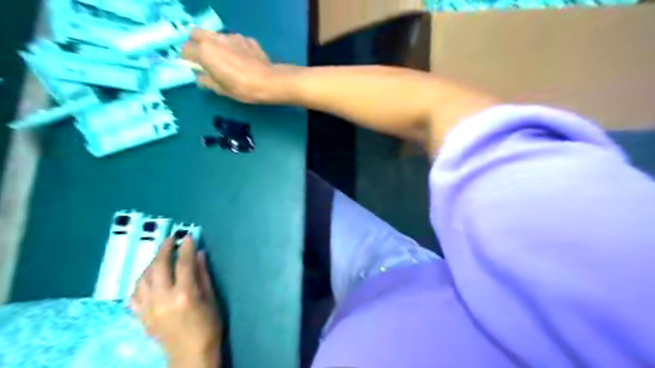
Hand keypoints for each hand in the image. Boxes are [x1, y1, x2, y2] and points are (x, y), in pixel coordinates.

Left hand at [131, 237, 222, 365]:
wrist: (190, 355)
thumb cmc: (208, 325)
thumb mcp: (211, 298)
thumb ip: (203, 274)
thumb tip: (199, 254)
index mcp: (185, 294)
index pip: (183, 263)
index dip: (185, 247)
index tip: (187, 236)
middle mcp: (163, 299)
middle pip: (159, 266)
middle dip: (165, 249)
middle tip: (171, 239)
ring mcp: (149, 309)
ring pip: (143, 278)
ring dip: (151, 263)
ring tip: (160, 256)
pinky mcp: (141, 317)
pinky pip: (135, 294)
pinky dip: (141, 282)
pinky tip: (148, 278)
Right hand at [182, 29, 298, 103]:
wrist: (268, 81)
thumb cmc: (242, 88)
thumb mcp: (220, 89)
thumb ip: (206, 80)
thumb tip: (200, 76)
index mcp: (205, 52)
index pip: (185, 49)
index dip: (187, 59)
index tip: (193, 67)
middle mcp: (215, 39)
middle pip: (196, 34)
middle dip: (196, 44)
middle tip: (205, 58)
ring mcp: (232, 37)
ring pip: (216, 35)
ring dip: (216, 44)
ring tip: (226, 59)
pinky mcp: (247, 39)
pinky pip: (234, 40)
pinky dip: (234, 47)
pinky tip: (242, 59)